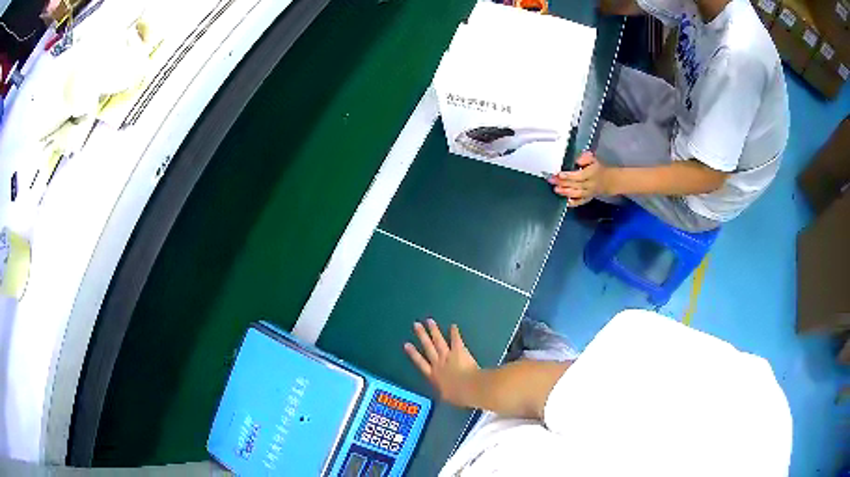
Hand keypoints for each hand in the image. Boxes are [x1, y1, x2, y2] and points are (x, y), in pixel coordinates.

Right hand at [404, 319, 479, 406]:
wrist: (469, 388)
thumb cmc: (459, 395)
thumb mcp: (448, 397)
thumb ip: (446, 393)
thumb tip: (446, 395)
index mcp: (434, 376)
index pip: (421, 363)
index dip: (413, 354)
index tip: (406, 345)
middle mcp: (439, 363)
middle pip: (428, 347)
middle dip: (422, 336)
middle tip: (416, 325)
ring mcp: (448, 356)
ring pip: (439, 341)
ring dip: (434, 331)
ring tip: (429, 321)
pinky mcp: (459, 351)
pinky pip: (456, 340)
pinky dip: (455, 333)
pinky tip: (453, 326)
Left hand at [548, 151, 611, 206]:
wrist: (608, 181)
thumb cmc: (597, 168)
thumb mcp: (593, 159)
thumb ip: (585, 157)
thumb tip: (577, 160)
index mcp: (592, 173)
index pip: (579, 176)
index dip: (569, 176)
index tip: (559, 174)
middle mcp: (590, 184)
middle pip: (576, 185)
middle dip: (563, 183)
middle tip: (552, 180)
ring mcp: (589, 193)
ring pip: (577, 194)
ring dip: (565, 193)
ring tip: (556, 190)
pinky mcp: (587, 199)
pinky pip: (580, 202)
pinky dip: (572, 203)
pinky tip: (564, 202)